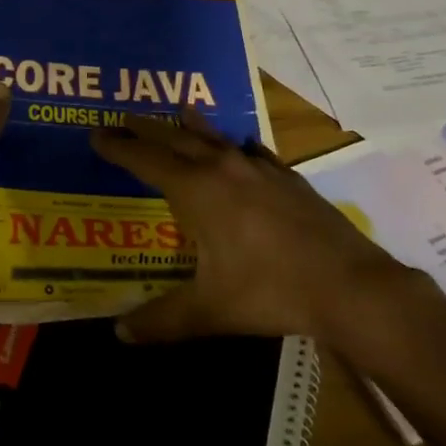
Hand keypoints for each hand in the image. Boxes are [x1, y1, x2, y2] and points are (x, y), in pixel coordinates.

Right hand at [92, 113, 430, 363]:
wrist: (350, 284)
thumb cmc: (270, 291)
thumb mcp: (210, 310)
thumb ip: (163, 320)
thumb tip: (119, 335)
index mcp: (196, 190)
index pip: (145, 159)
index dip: (118, 146)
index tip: (95, 133)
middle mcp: (222, 167)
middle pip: (174, 138)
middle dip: (145, 128)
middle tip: (122, 118)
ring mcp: (258, 168)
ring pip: (214, 137)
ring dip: (191, 125)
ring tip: (178, 110)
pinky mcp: (287, 177)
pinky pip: (252, 151)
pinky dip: (235, 145)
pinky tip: (242, 147)